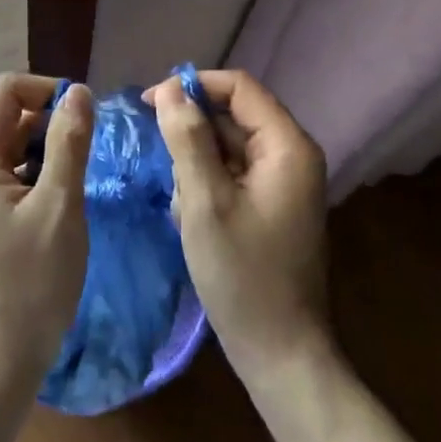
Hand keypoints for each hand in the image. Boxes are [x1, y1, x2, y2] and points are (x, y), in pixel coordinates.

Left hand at [0, 73, 93, 405]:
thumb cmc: (31, 283)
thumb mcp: (59, 206)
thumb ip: (69, 142)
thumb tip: (78, 91)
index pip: (7, 90)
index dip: (48, 91)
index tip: (85, 117)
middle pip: (9, 116)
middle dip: (51, 121)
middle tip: (89, 152)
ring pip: (13, 146)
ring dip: (48, 150)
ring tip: (79, 179)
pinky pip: (10, 174)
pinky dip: (38, 175)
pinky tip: (62, 202)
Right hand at [146, 69, 333, 381]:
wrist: (281, 354)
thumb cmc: (243, 275)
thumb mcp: (204, 201)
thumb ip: (187, 139)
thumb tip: (169, 87)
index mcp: (287, 146)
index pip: (238, 87)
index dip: (193, 86)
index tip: (150, 103)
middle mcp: (290, 155)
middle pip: (232, 115)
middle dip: (191, 133)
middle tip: (158, 159)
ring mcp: (282, 182)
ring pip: (227, 146)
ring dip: (194, 164)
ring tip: (180, 203)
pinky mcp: (270, 205)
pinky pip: (231, 174)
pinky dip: (205, 185)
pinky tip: (189, 216)